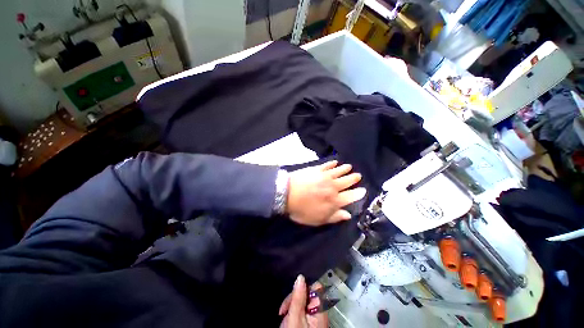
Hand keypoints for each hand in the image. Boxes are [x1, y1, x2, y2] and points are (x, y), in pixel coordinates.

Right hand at [279, 275, 327, 327]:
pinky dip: (293, 312)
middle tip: (283, 310)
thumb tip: (300, 277)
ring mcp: (315, 318)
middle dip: (294, 298)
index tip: (293, 296)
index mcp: (320, 309)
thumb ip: (298, 297)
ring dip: (292, 305)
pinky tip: (287, 319)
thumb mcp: (295, 318)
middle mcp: (320, 312)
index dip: (304, 288)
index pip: (316, 287)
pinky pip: (301, 310)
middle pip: (308, 293)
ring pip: (303, 301)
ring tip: (284, 316)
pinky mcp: (309, 323)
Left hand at [287, 161, 365, 225]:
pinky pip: (327, 165)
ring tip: (349, 167)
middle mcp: (333, 187)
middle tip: (358, 175)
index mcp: (335, 200)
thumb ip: (334, 217)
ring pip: (339, 171)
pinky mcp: (317, 169)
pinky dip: (332, 163)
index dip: (358, 193)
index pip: (351, 196)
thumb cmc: (302, 209)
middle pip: (347, 181)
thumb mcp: (318, 219)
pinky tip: (335, 161)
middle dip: (354, 178)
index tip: (363, 190)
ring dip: (345, 169)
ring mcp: (325, 176)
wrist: (287, 194)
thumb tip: (348, 214)